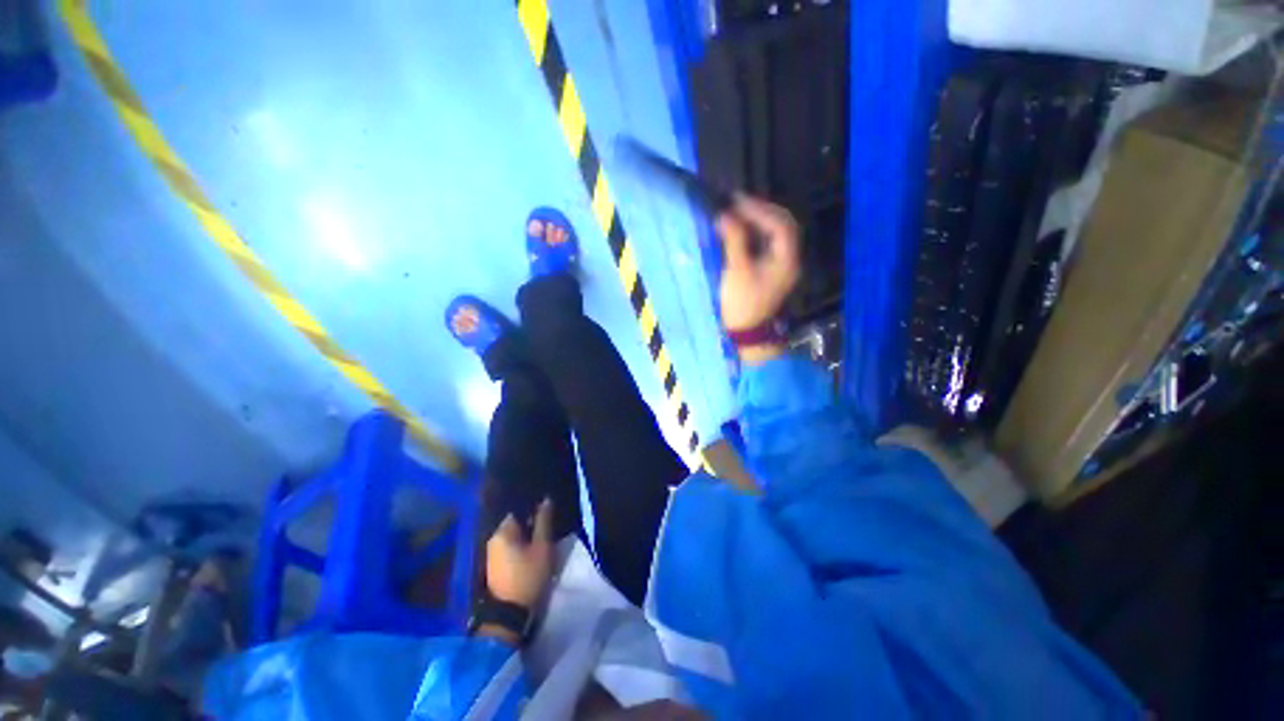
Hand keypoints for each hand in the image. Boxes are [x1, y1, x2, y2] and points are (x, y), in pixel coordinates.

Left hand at [485, 499, 554, 609]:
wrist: (509, 615)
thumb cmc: (528, 576)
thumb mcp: (542, 547)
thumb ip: (544, 522)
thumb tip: (546, 499)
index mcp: (502, 532)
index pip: (518, 511)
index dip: (533, 511)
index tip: (546, 516)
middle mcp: (492, 541)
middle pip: (514, 525)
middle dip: (529, 525)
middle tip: (546, 530)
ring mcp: (491, 556)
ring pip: (511, 539)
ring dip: (524, 538)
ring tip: (540, 542)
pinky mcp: (493, 568)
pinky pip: (508, 550)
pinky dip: (519, 549)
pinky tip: (530, 554)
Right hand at [716, 194, 801, 360]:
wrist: (746, 332)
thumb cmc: (742, 303)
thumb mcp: (737, 271)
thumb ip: (734, 240)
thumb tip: (725, 214)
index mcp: (787, 259)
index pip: (780, 224)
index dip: (759, 209)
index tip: (736, 201)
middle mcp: (790, 258)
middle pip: (783, 225)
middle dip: (762, 210)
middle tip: (738, 203)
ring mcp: (782, 265)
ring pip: (776, 233)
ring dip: (759, 220)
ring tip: (738, 212)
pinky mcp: (772, 270)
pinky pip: (769, 243)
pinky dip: (757, 232)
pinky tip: (742, 229)